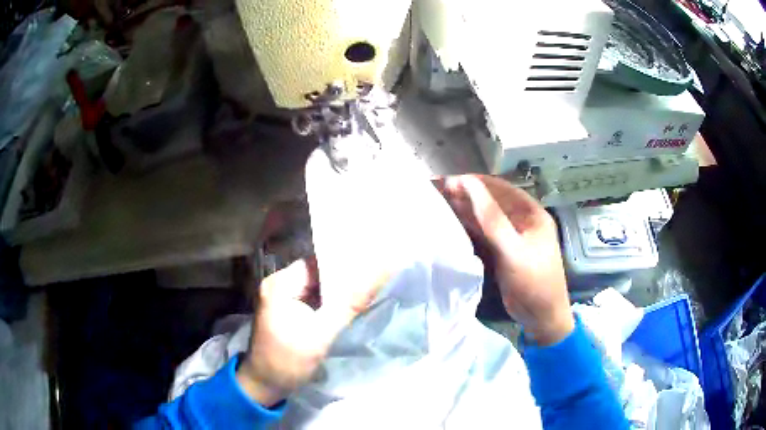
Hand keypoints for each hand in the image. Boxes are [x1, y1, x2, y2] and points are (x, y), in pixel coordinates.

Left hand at [236, 256, 386, 406]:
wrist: (265, 384)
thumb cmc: (288, 361)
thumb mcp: (321, 334)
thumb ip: (349, 305)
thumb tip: (377, 275)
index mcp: (279, 284)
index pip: (317, 263)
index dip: (345, 265)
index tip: (372, 268)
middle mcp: (277, 285)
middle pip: (316, 273)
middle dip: (343, 279)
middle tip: (373, 281)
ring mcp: (280, 297)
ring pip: (316, 287)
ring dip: (337, 292)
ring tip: (365, 292)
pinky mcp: (285, 310)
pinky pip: (311, 299)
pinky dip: (328, 302)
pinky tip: (346, 306)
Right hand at [435, 175, 573, 345]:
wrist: (541, 316)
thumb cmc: (533, 281)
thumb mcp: (513, 249)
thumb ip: (491, 218)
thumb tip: (469, 184)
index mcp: (531, 213)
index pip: (501, 189)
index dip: (475, 183)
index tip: (450, 181)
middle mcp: (522, 220)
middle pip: (492, 201)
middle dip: (467, 195)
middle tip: (439, 192)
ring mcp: (512, 236)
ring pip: (486, 217)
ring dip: (466, 210)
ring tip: (440, 204)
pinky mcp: (503, 251)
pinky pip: (485, 233)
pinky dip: (469, 227)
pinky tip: (452, 223)